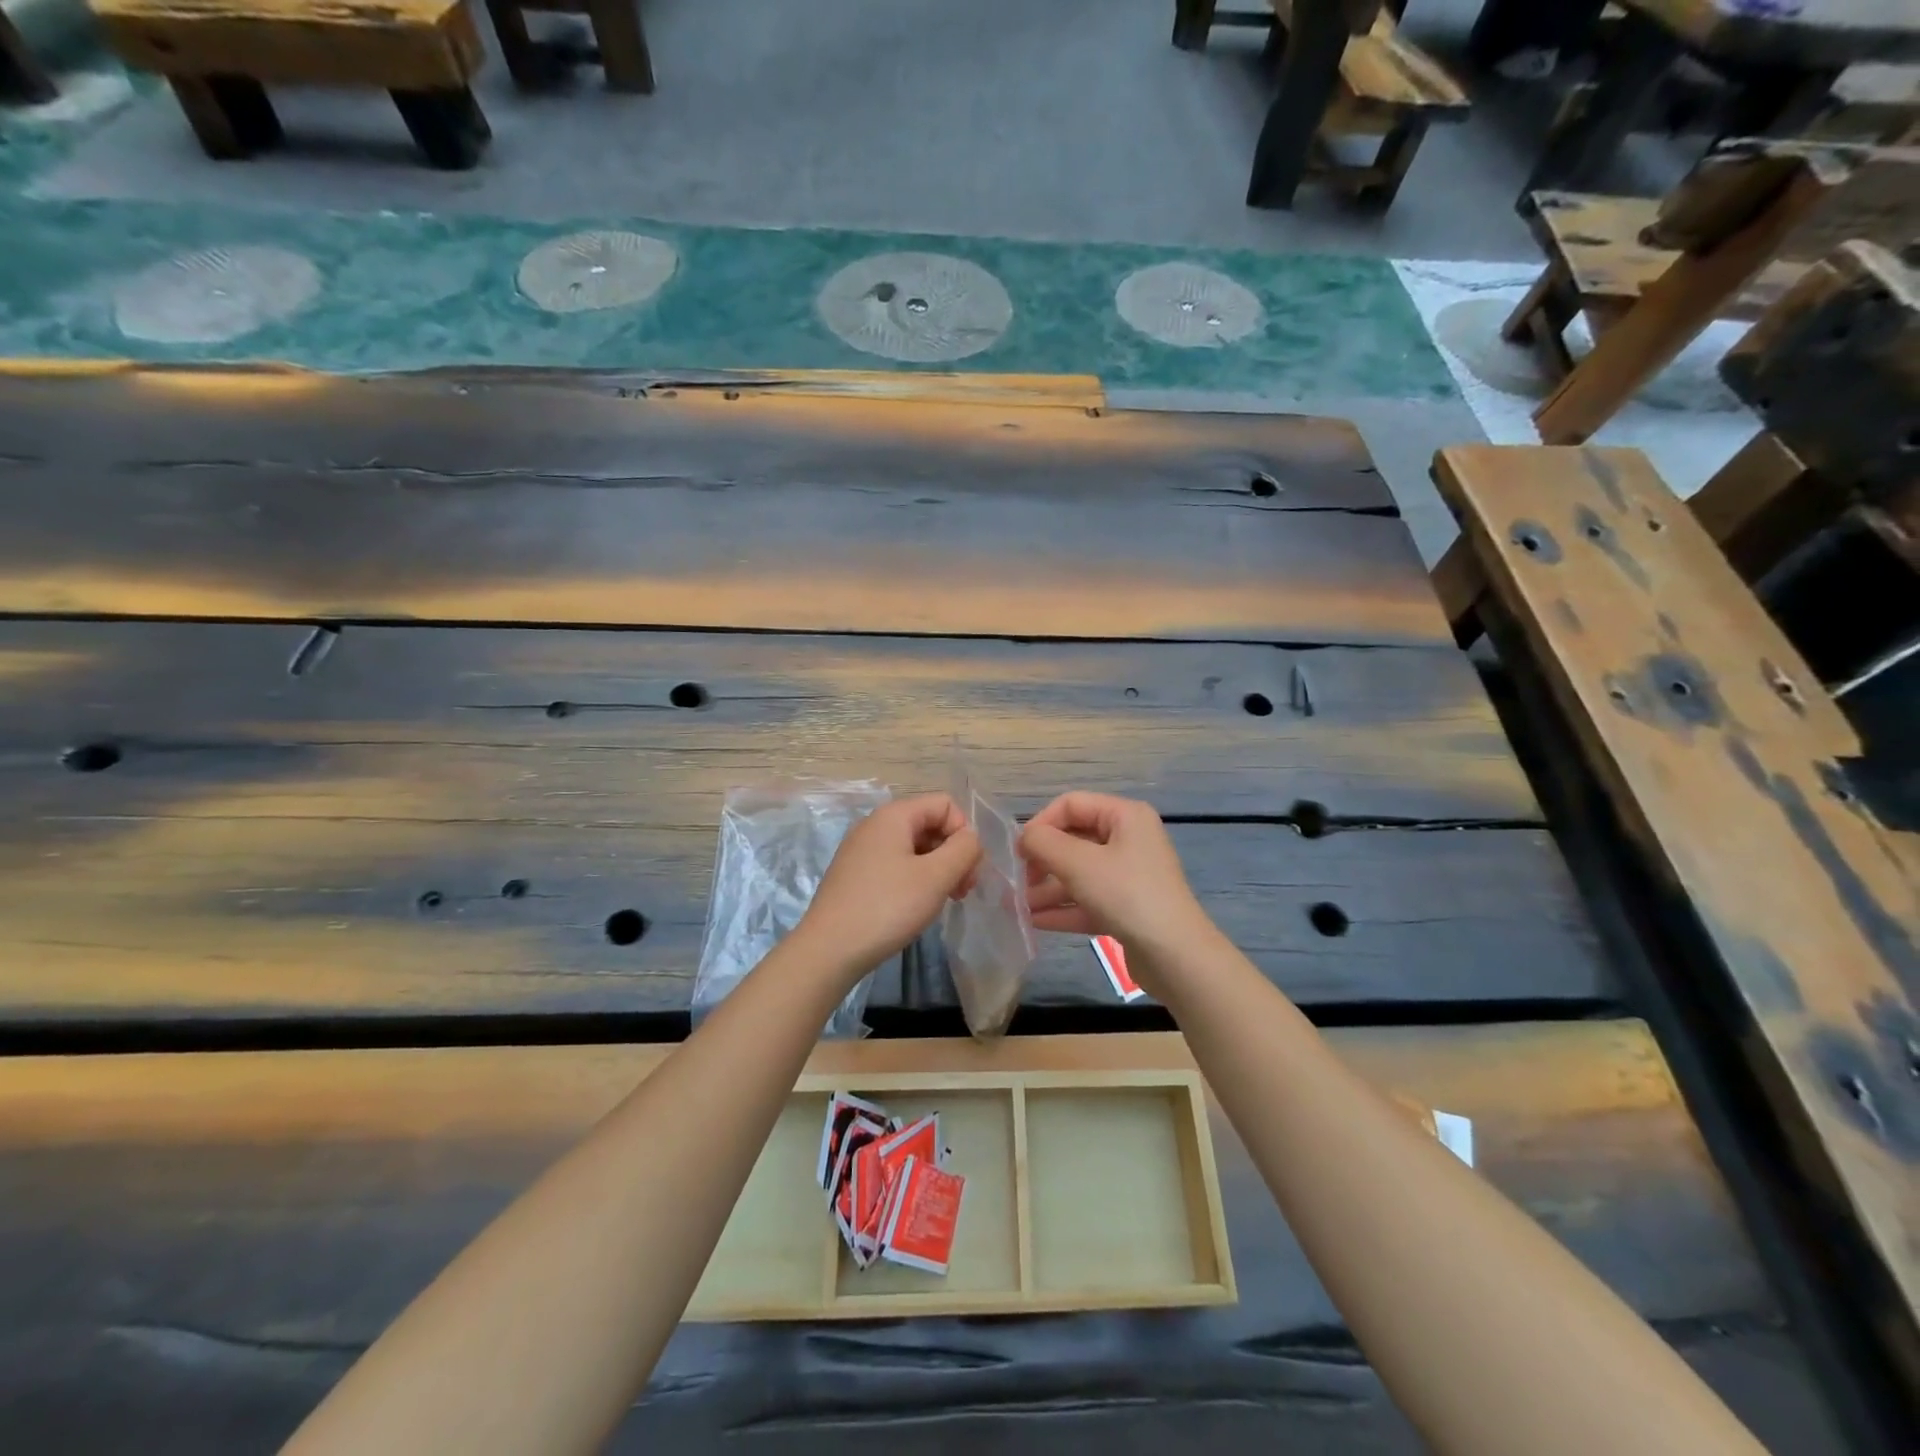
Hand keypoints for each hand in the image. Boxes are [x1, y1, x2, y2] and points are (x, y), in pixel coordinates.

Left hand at [797, 793, 981, 977]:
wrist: (829, 950)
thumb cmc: (887, 907)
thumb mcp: (936, 877)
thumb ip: (964, 849)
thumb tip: (970, 838)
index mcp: (894, 815)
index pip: (945, 804)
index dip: (964, 833)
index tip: (968, 871)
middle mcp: (875, 825)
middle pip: (930, 824)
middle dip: (953, 853)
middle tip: (961, 892)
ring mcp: (862, 850)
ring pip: (914, 847)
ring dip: (937, 869)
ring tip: (942, 902)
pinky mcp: (855, 875)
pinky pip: (896, 865)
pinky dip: (915, 880)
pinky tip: (915, 907)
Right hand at [1020, 792, 1212, 965]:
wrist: (1175, 956)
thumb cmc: (1126, 895)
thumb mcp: (1079, 864)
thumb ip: (1044, 844)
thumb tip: (1025, 838)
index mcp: (1125, 816)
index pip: (1071, 804)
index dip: (1041, 823)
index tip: (1019, 851)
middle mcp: (1129, 840)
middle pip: (1074, 840)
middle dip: (1042, 860)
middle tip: (1018, 881)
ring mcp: (1130, 876)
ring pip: (1079, 873)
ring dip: (1047, 888)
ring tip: (1017, 907)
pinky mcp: (1128, 908)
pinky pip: (1088, 900)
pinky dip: (1063, 908)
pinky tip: (1034, 922)